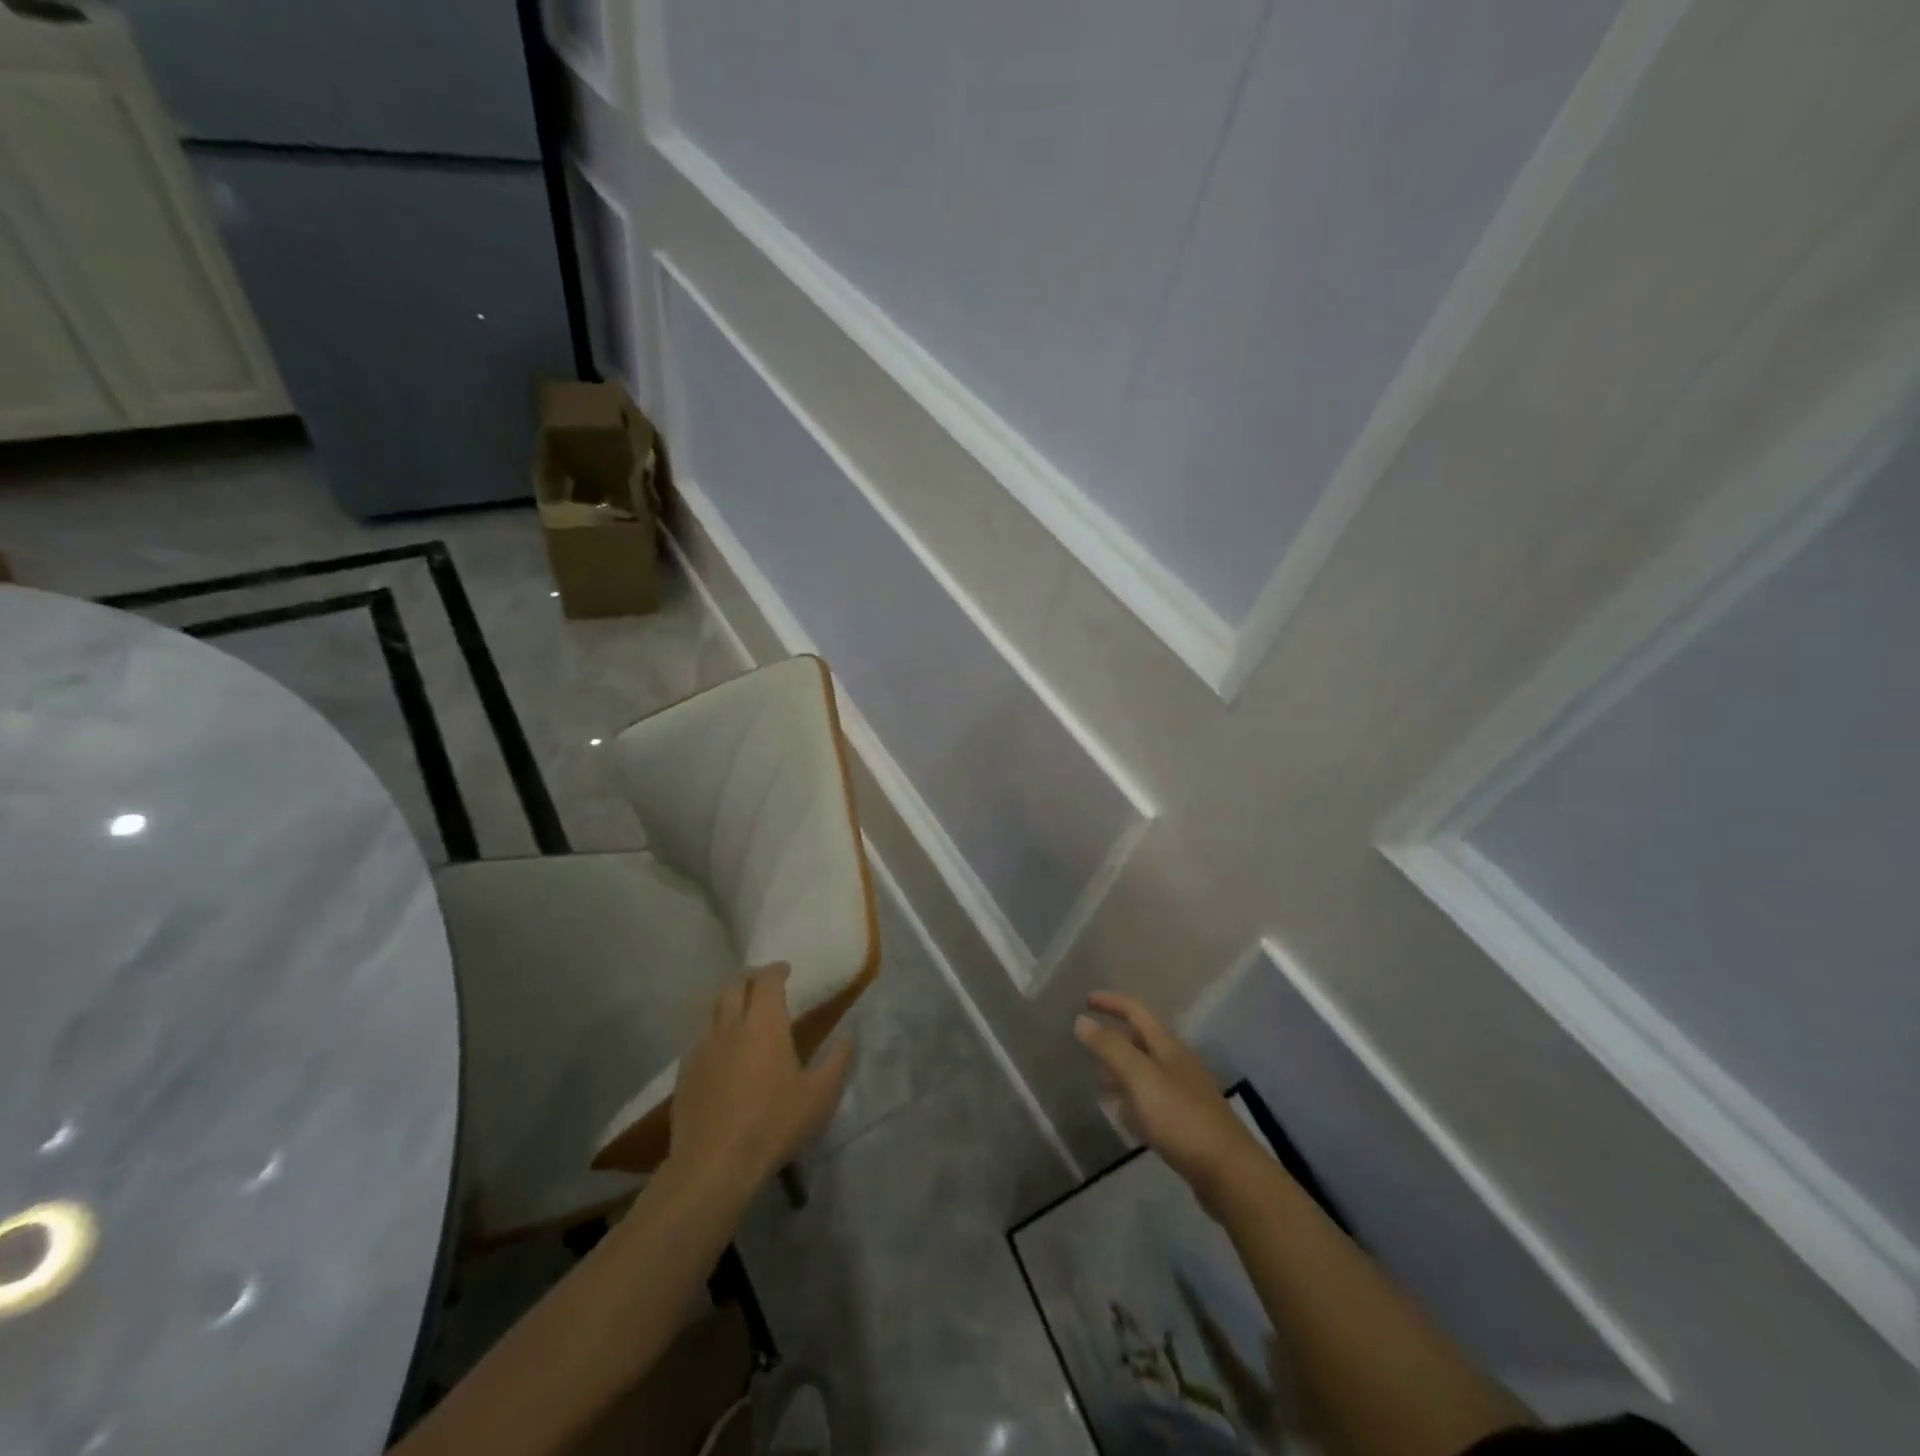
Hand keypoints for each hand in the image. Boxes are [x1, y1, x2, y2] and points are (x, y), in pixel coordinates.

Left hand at [667, 964, 853, 1197]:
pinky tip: (721, 1048)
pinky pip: (699, 1036)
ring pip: (711, 1008)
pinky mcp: (685, 1072)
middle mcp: (730, 1026)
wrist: (713, 1165)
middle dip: (750, 977)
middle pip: (734, 985)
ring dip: (728, 999)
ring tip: (740, 1009)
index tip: (786, 970)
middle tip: (763, 984)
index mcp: (764, 1024)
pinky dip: (713, 1029)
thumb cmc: (773, 1124)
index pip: (766, 980)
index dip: (776, 970)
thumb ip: (837, 1061)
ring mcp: (702, 1048)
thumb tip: (848, 1036)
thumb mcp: (820, 1096)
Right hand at [1075, 991, 1264, 1210]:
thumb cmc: (1182, 1118)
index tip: (1085, 1000)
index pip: (1136, 1011)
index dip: (1111, 1002)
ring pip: (1146, 1071)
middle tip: (1087, 1047)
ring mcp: (1185, 1093)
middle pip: (1142, 1040)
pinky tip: (1123, 1116)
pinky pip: (1152, 1099)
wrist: (1230, 1173)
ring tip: (1098, 1083)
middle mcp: (1178, 1063)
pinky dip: (1133, 1099)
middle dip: (1114, 1039)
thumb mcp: (1140, 1078)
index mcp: (1168, 1046)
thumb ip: (1110, 1049)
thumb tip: (1081, 1020)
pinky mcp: (1187, 1121)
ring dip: (1121, 1070)